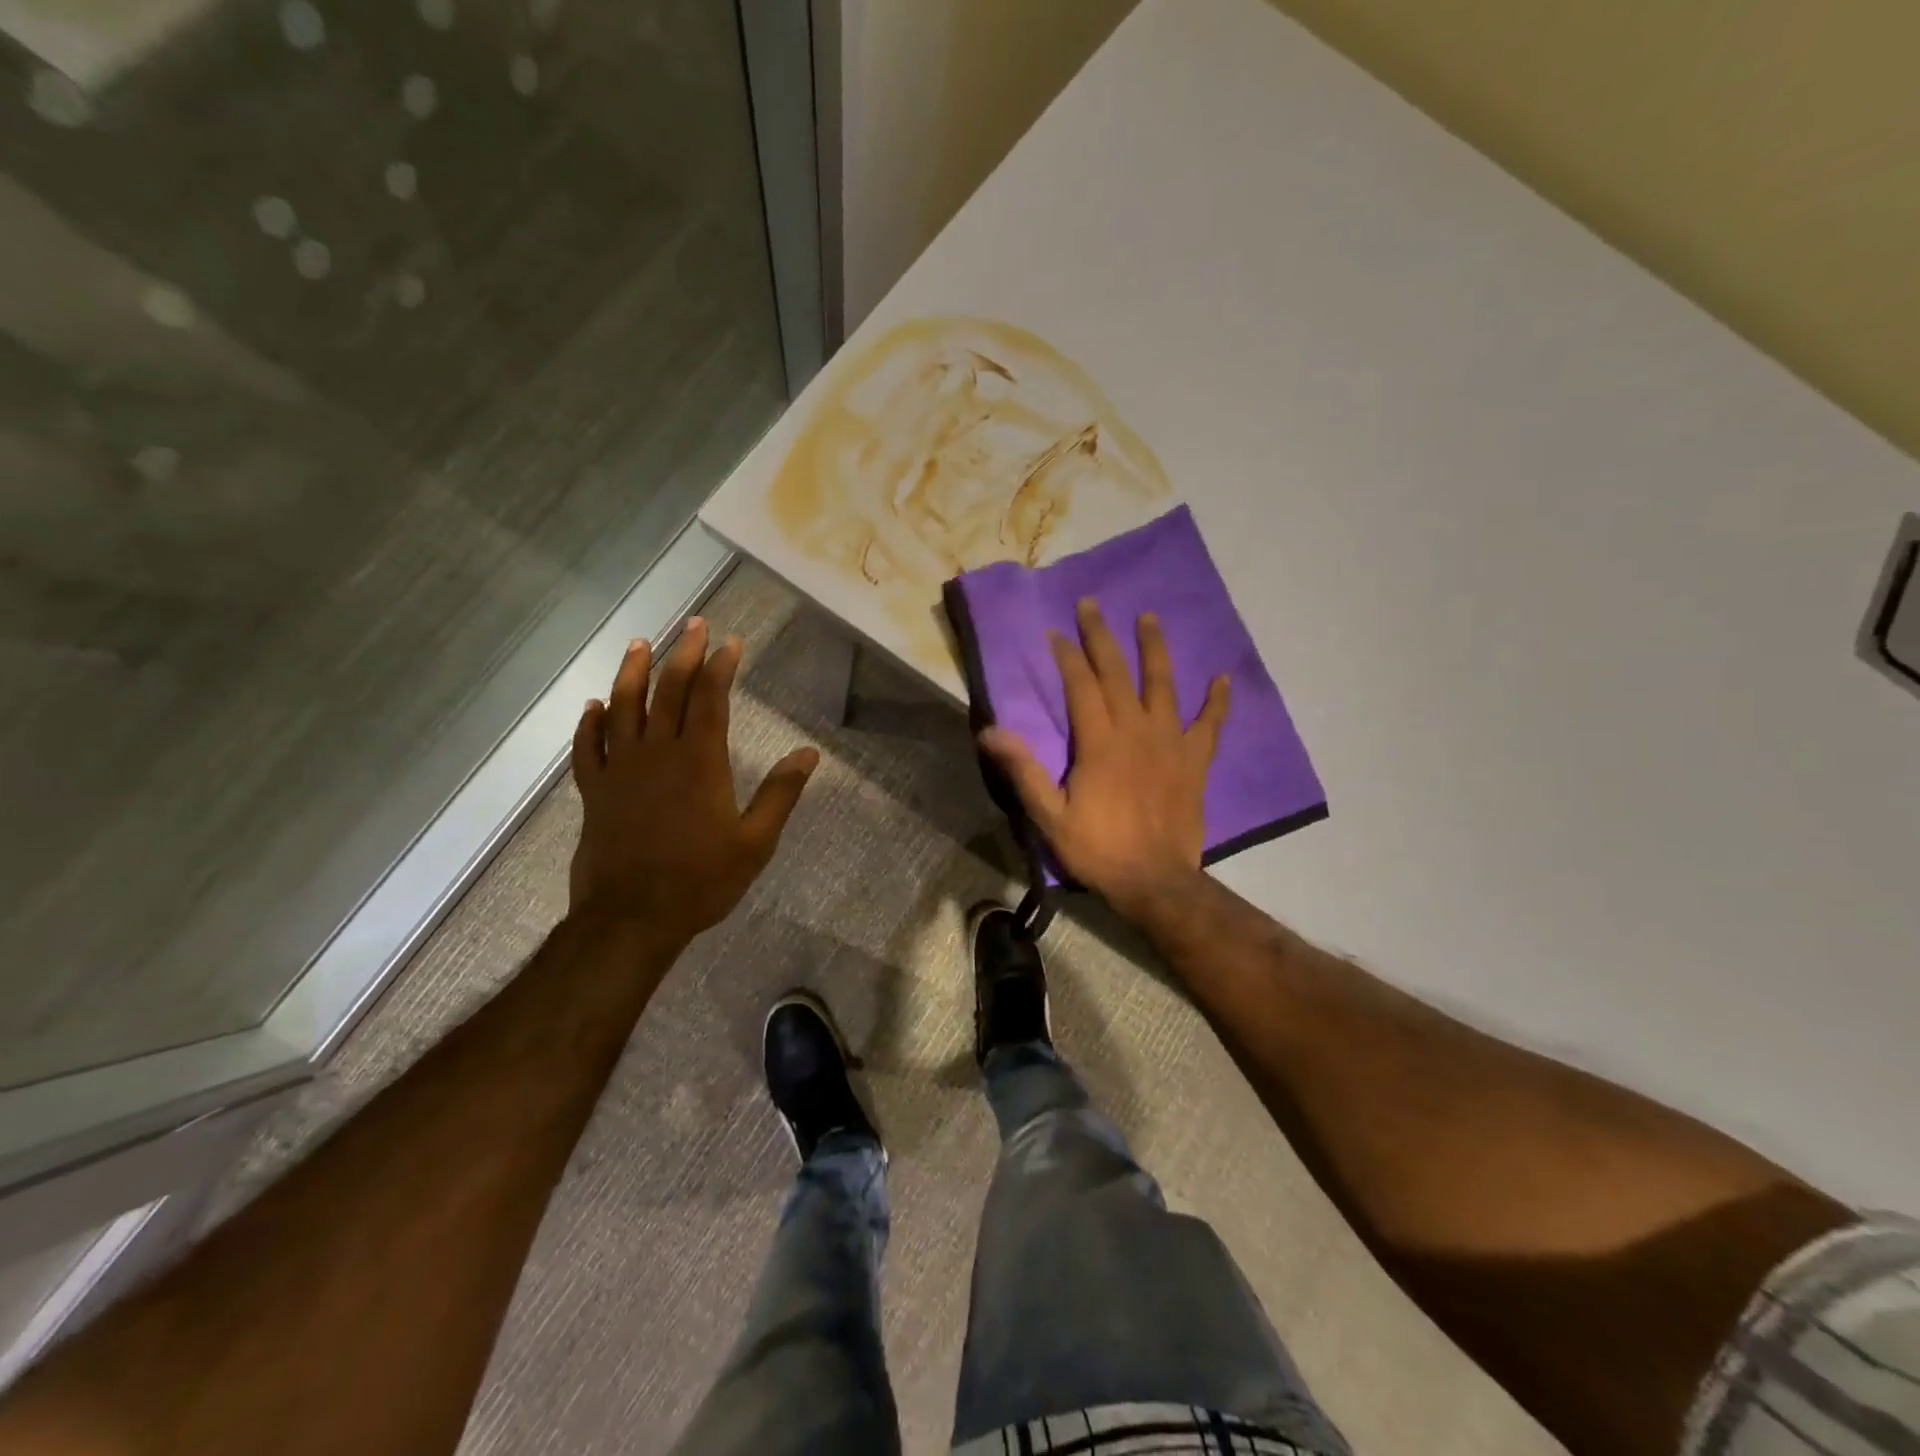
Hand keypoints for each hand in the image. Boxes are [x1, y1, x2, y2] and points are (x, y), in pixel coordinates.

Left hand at [568, 619, 817, 938]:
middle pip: (668, 691)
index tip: (730, 641)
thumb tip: (808, 753)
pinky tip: (593, 705)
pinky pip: (586, 748)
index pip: (710, 698)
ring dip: (632, 672)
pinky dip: (589, 723)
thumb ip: (780, 793)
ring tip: (639, 644)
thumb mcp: (755, 841)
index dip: (721, 666)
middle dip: (683, 654)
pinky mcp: (594, 792)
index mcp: (699, 761)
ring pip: (623, 707)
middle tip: (693, 625)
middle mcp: (657, 753)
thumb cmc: (701, 880)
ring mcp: (620, 770)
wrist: (631, 918)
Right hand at [979, 598, 1228, 921]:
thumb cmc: (1098, 849)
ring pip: (1163, 685)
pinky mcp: (1194, 761)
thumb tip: (990, 730)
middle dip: (1101, 637)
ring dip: (1155, 649)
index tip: (1056, 633)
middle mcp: (1136, 731)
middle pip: (1118, 673)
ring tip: (1149, 617)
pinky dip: (1217, 701)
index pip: (1081, 686)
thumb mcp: (1050, 815)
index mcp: (1100, 742)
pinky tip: (1221, 678)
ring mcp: (1170, 743)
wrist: (1155, 882)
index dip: (1067, 656)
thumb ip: (1024, 770)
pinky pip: (1209, 725)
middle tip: (1091, 604)